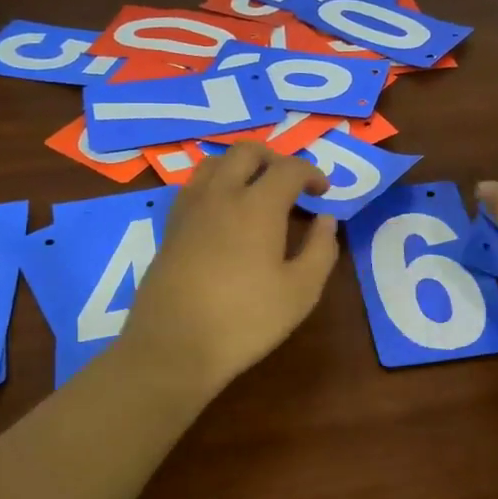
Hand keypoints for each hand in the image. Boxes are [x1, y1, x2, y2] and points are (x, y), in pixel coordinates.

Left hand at [117, 141, 339, 398]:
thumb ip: (321, 250)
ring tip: (255, 191)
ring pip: (215, 162)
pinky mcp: (170, 226)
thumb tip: (327, 220)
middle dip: (274, 158)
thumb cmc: (245, 320)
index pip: (289, 168)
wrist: (173, 346)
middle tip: (290, 184)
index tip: (323, 192)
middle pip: (247, 152)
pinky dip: (215, 183)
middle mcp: (221, 194)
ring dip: (240, 166)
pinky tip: (223, 213)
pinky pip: (194, 185)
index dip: (311, 174)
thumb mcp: (301, 292)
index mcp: (257, 205)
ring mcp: (190, 208)